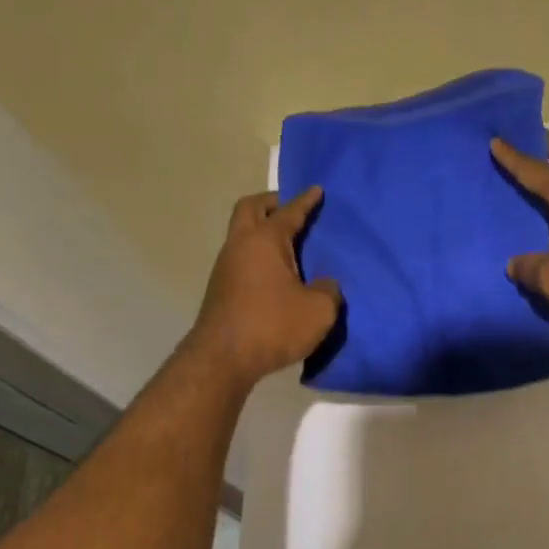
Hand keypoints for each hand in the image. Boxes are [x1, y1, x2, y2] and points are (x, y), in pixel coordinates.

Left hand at [189, 188, 342, 386]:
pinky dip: (256, 255)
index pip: (289, 211)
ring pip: (241, 234)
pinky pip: (240, 258)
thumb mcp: (318, 310)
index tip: (317, 190)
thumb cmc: (273, 325)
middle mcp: (240, 245)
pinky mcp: (220, 289)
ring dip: (260, 230)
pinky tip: (273, 273)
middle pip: (250, 208)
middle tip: (290, 208)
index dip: (305, 201)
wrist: (223, 359)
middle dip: (271, 203)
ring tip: (286, 243)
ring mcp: (225, 267)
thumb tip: (325, 284)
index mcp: (265, 240)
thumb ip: (329, 290)